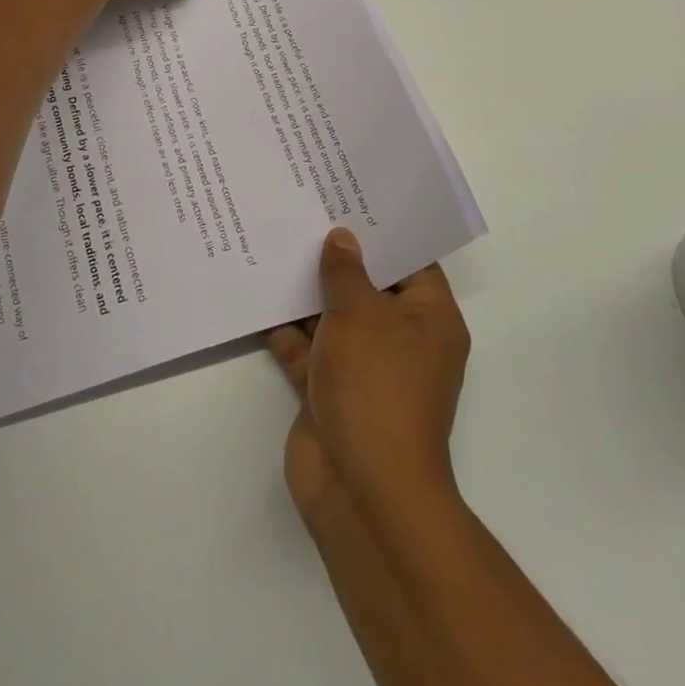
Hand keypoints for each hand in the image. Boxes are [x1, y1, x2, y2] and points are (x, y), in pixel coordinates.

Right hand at [266, 229, 469, 525]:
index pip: (410, 261)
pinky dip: (285, 329)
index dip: (381, 230)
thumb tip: (341, 238)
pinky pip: (305, 349)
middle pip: (367, 286)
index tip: (348, 196)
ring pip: (332, 317)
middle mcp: (399, 340)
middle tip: (302, 209)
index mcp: (428, 319)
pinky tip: (256, 294)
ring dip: (305, 291)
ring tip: (273, 241)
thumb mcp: (362, 314)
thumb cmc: (377, 387)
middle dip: (335, 256)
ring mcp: (363, 367)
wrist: (361, 489)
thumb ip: (346, 272)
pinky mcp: (328, 391)